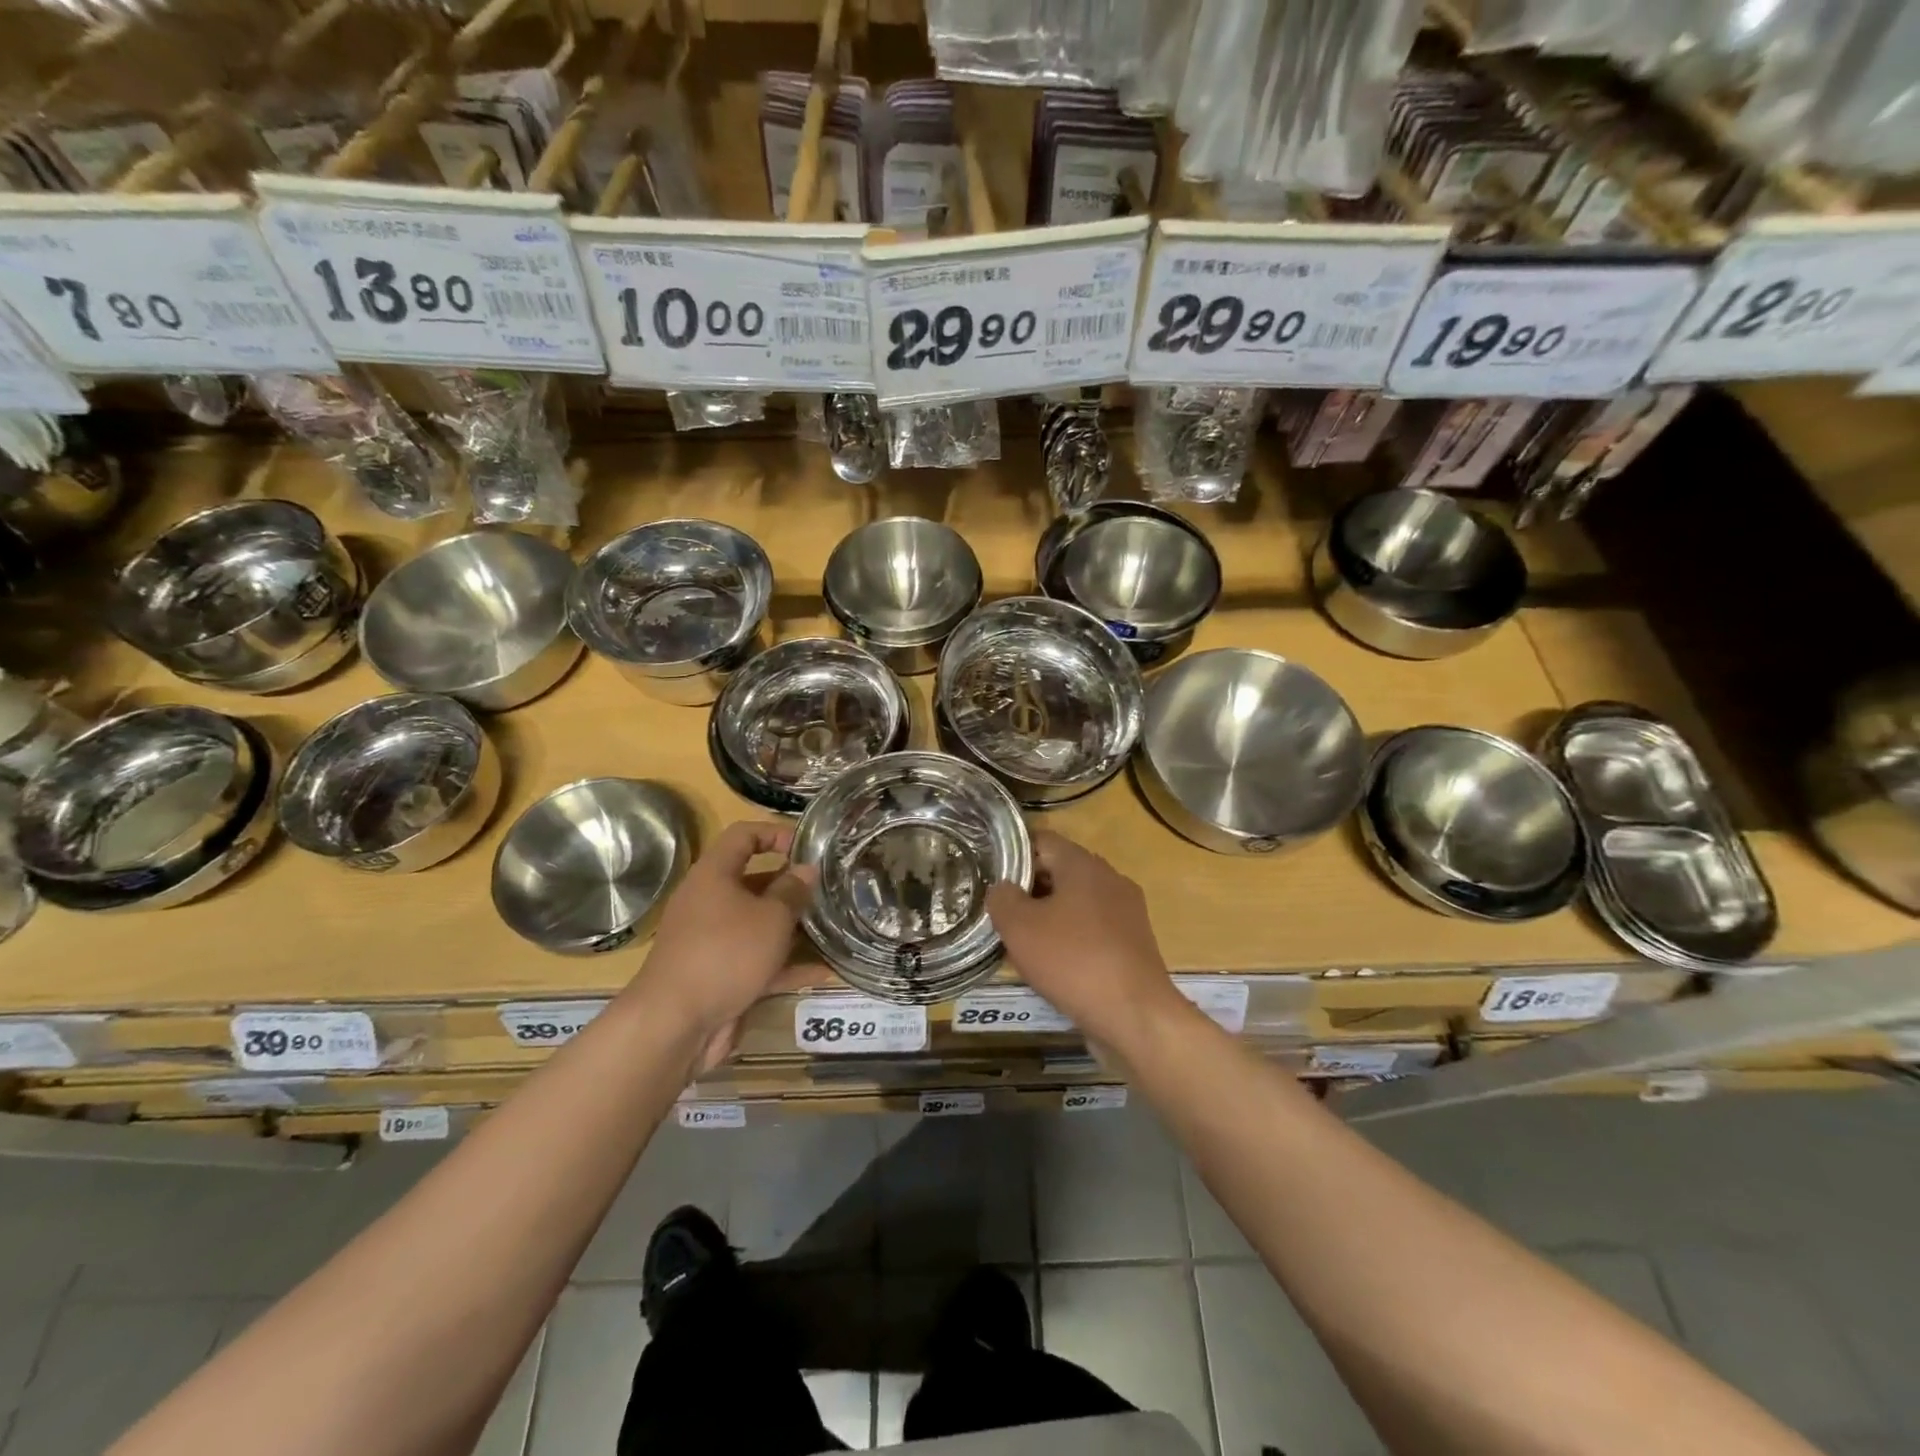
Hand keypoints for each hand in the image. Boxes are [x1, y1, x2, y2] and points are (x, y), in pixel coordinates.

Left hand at [630, 821, 815, 1068]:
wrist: (675, 1024)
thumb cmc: (726, 954)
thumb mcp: (770, 917)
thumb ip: (793, 891)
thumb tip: (806, 869)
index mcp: (714, 875)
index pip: (743, 836)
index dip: (775, 833)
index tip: (807, 845)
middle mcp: (710, 903)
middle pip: (754, 883)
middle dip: (791, 887)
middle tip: (828, 890)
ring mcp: (713, 941)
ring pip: (759, 925)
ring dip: (794, 928)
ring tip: (832, 928)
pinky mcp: (720, 976)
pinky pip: (758, 962)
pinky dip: (787, 965)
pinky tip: (824, 972)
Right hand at [985, 831, 1186, 1050]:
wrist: (1135, 1014)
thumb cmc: (1072, 960)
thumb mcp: (1019, 927)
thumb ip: (1002, 898)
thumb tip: (1003, 888)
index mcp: (1083, 864)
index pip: (1042, 841)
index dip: (1013, 857)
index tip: (992, 881)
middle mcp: (1110, 878)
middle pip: (1060, 870)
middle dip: (1030, 890)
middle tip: (1003, 915)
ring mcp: (1127, 910)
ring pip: (1077, 901)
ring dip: (1050, 916)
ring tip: (1025, 943)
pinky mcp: (1135, 941)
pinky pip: (1094, 928)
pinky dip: (1073, 938)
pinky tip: (1056, 965)